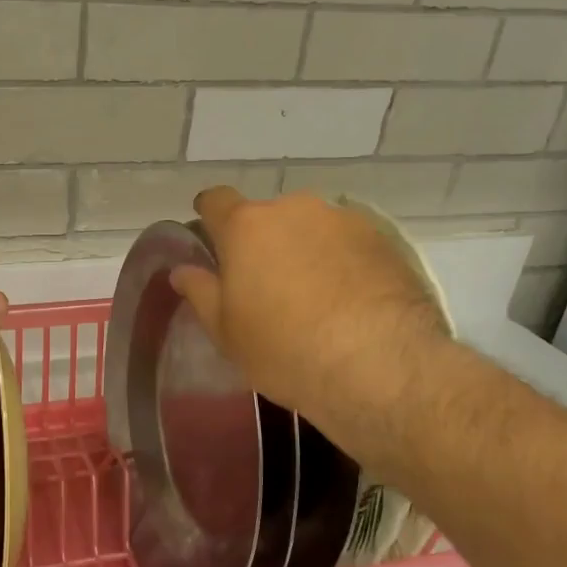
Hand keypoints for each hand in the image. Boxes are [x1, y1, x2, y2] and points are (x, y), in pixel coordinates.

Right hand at [170, 188, 454, 469]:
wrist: (379, 366)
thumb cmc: (284, 349)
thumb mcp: (227, 331)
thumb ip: (201, 292)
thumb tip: (182, 270)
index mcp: (246, 226)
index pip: (215, 200)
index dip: (209, 215)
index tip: (211, 235)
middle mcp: (294, 209)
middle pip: (268, 216)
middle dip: (263, 242)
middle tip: (267, 284)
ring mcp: (343, 219)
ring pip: (311, 228)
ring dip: (305, 249)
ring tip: (315, 295)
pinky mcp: (384, 239)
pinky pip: (348, 242)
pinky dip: (342, 261)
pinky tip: (349, 299)